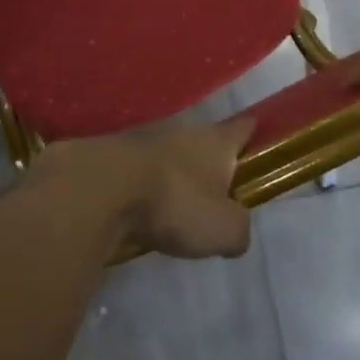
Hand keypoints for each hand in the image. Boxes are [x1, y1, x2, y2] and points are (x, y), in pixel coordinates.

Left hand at [26, 118, 255, 259]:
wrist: (100, 188)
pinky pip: (139, 170)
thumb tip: (236, 232)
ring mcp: (144, 139)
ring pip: (169, 154)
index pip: (242, 128)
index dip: (252, 133)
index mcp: (215, 141)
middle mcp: (183, 131)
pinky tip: (142, 207)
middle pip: (204, 141)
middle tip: (216, 188)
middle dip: (210, 160)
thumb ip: (238, 230)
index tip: (258, 135)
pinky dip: (143, 185)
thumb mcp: (223, 230)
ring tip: (177, 202)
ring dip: (173, 173)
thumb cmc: (175, 202)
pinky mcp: (113, 155)